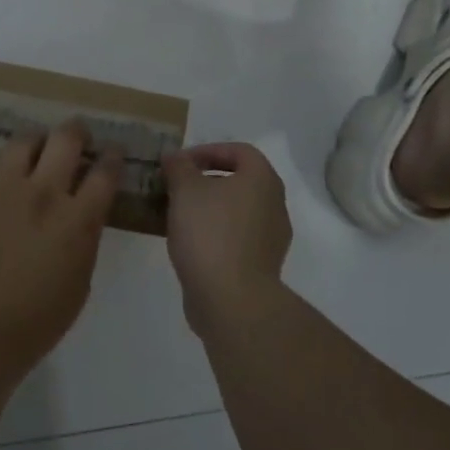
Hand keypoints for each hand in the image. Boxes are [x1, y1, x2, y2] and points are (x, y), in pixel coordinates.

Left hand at [0, 122, 121, 376]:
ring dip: (37, 142)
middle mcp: (42, 193)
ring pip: (23, 142)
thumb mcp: (80, 279)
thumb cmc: (40, 318)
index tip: (114, 151)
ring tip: (38, 150)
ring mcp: (3, 191)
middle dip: (77, 132)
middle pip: (65, 139)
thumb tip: (83, 211)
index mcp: (76, 218)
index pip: (104, 171)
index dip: (113, 156)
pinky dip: (4, 170)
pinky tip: (6, 183)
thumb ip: (84, 236)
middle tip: (78, 138)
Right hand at [163, 143, 292, 333]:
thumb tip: (174, 157)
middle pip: (238, 181)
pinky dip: (213, 233)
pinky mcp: (261, 265)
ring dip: (207, 208)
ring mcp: (271, 238)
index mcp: (262, 180)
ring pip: (235, 211)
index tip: (180, 163)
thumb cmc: (210, 233)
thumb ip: (179, 167)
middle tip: (175, 187)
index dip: (208, 150)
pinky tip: (187, 242)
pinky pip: (235, 237)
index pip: (239, 151)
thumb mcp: (185, 190)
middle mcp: (274, 205)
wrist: (231, 299)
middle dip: (204, 180)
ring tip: (175, 214)